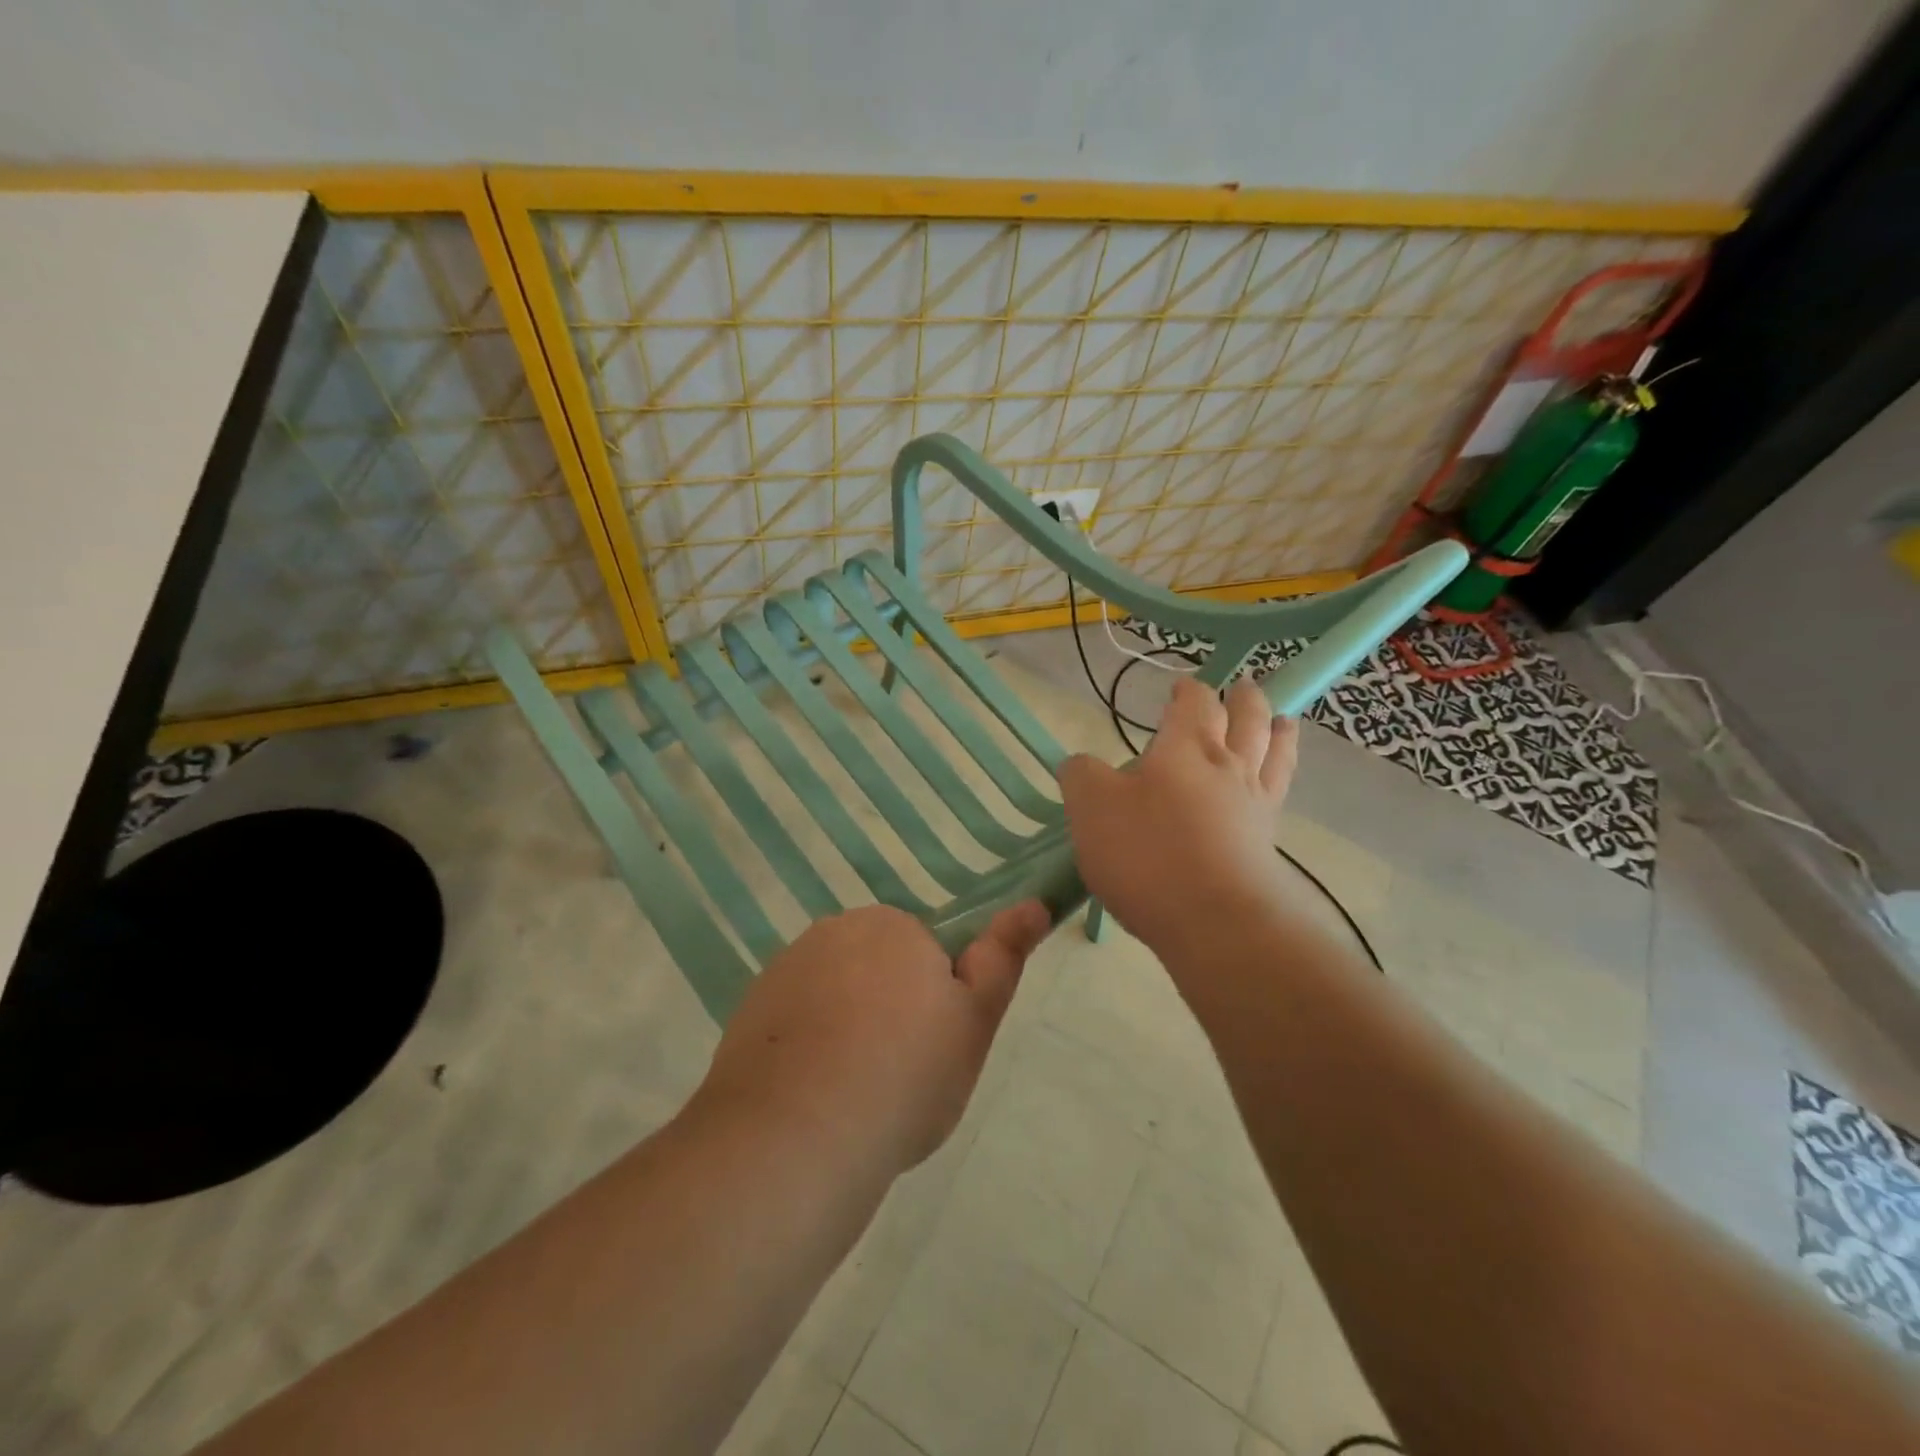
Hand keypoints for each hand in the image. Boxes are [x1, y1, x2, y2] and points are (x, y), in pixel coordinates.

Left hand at [694, 902, 1050, 1174]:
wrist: (797, 1137)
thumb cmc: (906, 1075)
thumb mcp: (974, 1021)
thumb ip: (1002, 958)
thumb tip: (1035, 903)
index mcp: (893, 926)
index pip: (926, 955)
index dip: (936, 1004)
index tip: (932, 1051)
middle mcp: (835, 931)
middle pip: (877, 969)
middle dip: (891, 1010)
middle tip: (900, 1077)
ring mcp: (786, 968)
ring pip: (836, 995)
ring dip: (848, 1029)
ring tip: (855, 1095)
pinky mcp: (751, 1009)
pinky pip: (796, 1020)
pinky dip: (807, 1048)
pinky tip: (813, 1098)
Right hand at [1058, 677, 1297, 959]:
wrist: (1213, 921)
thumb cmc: (1147, 853)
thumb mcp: (1091, 808)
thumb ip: (1081, 776)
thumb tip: (1080, 764)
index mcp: (1186, 747)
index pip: (1195, 702)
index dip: (1188, 690)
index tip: (1180, 687)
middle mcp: (1228, 765)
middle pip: (1248, 717)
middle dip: (1244, 698)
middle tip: (1242, 687)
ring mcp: (1255, 803)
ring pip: (1275, 751)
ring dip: (1278, 729)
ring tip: (1282, 720)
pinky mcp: (1267, 841)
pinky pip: (1280, 792)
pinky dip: (1283, 773)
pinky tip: (1272, 782)